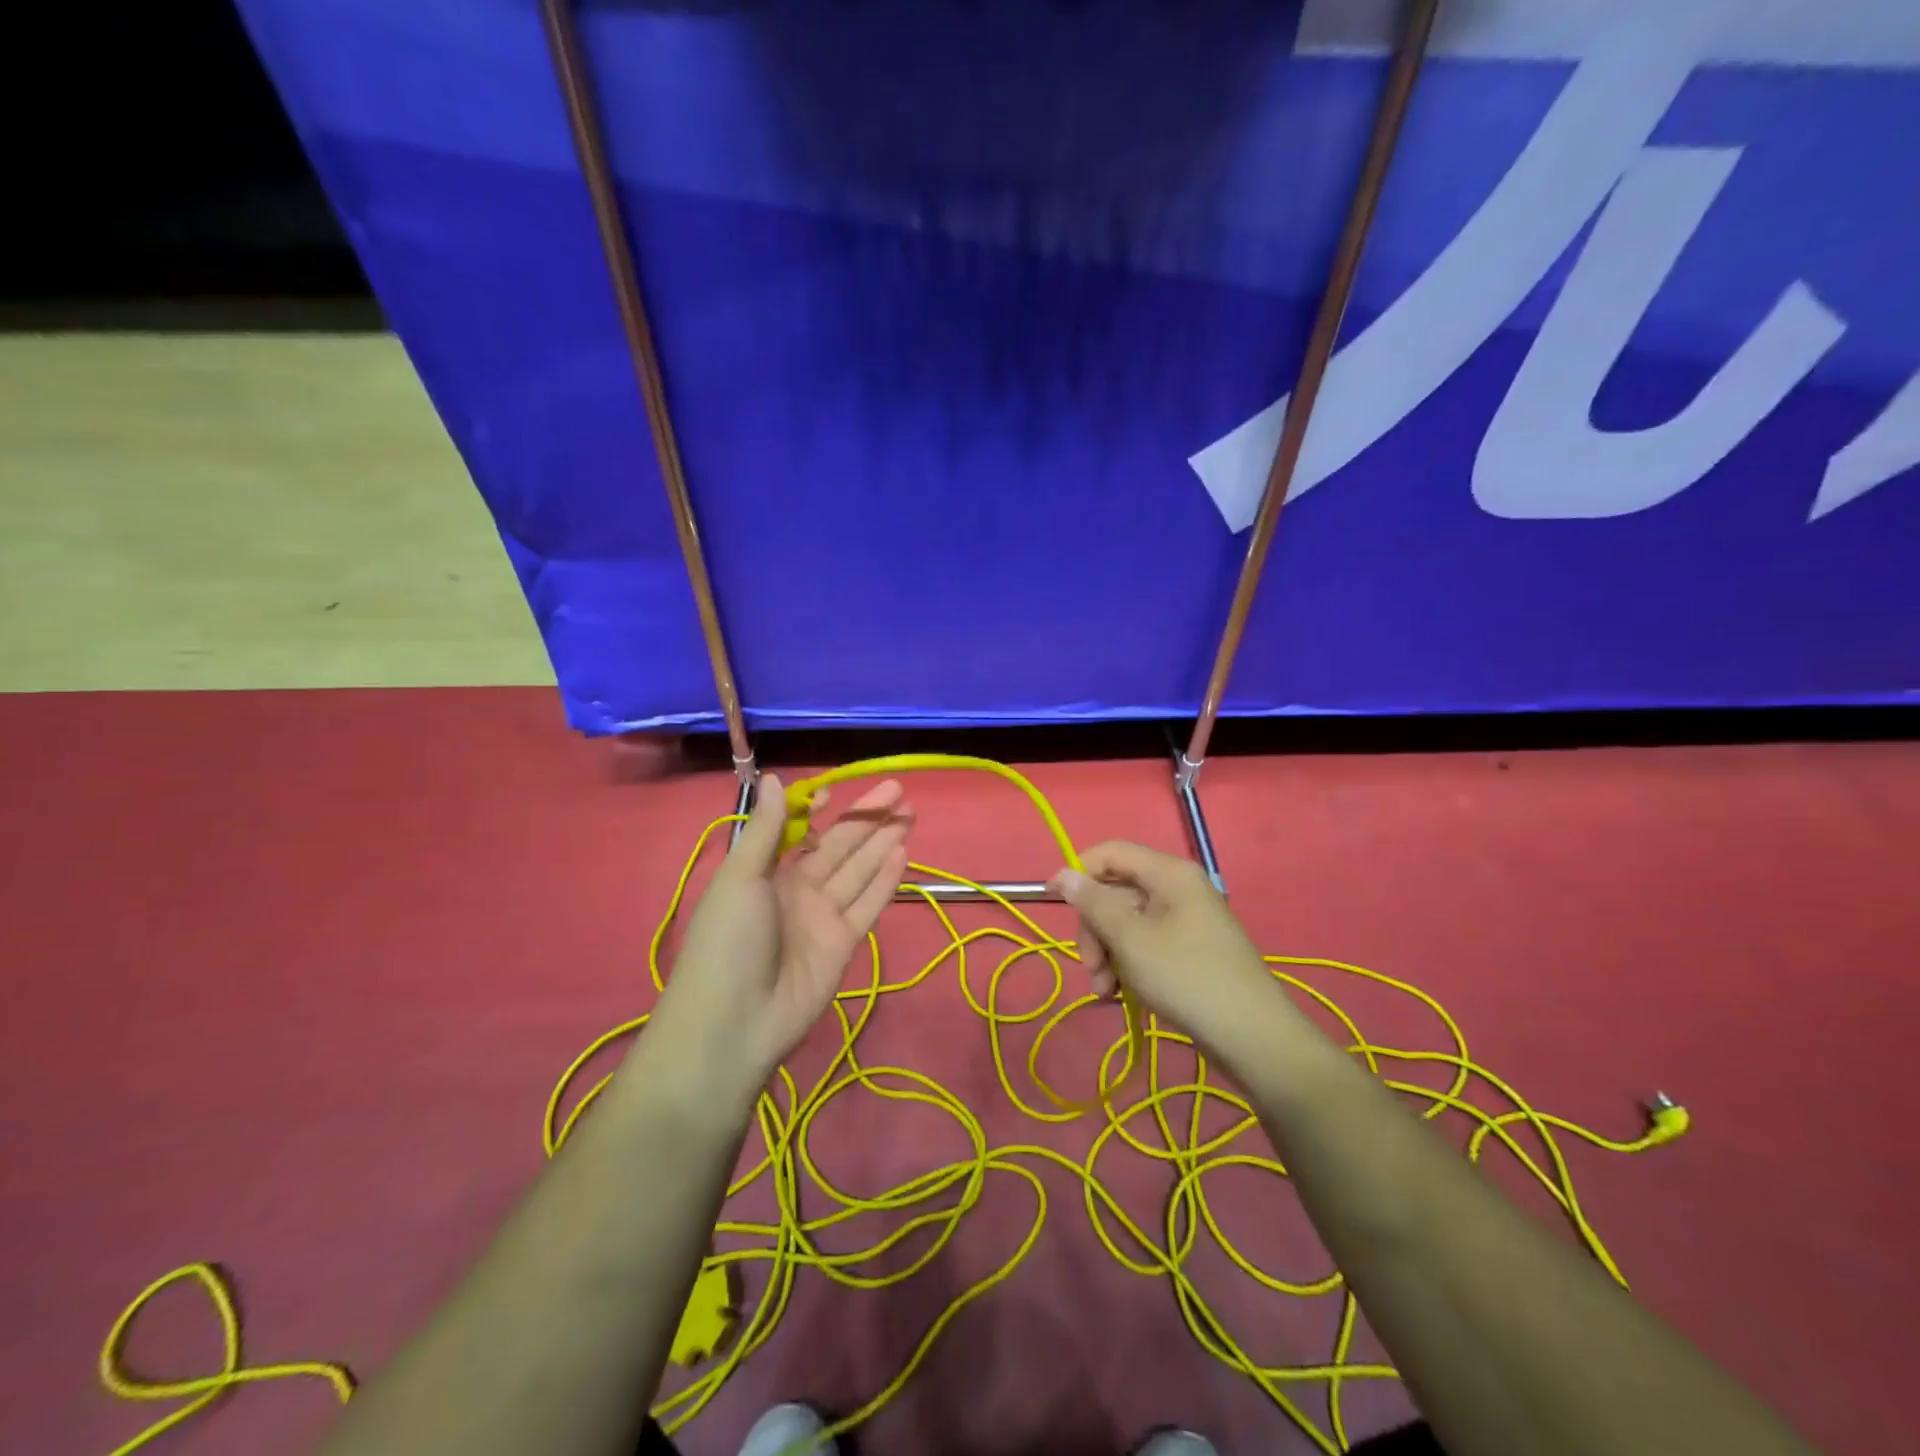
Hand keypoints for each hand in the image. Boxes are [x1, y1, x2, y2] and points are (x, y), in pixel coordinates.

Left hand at [655, 774, 912, 1103]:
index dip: (818, 810)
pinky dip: (885, 880)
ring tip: (910, 812)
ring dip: (882, 842)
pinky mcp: (844, 943)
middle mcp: (797, 889)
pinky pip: (868, 904)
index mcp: (766, 872)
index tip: (838, 789)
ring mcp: (822, 917)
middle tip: (899, 790)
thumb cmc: (728, 939)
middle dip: (867, 818)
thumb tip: (774, 777)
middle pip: (840, 846)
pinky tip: (904, 853)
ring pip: (859, 870)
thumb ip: (767, 829)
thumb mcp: (740, 877)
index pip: (800, 832)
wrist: (734, 1021)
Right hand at [1050, 841, 1286, 1064]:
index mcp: (1169, 874)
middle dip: (1094, 928)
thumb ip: (1093, 903)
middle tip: (1090, 967)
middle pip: (1116, 891)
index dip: (1078, 872)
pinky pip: (1145, 943)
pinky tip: (1120, 995)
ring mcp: (1186, 919)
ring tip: (1105, 990)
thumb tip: (1062, 873)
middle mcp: (1178, 888)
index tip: (1053, 902)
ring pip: (1127, 922)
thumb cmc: (1187, 978)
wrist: (1252, 1037)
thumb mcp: (1131, 939)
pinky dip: (1127, 964)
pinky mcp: (1189, 948)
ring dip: (1107, 953)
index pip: (1111, 853)